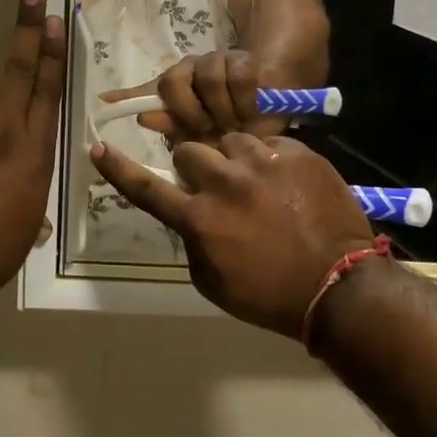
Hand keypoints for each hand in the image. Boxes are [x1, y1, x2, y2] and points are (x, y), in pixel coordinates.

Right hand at [90, 133, 375, 336]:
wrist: (339, 288)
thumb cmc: (270, 295)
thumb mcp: (213, 283)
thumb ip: (192, 242)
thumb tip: (189, 216)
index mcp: (200, 219)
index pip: (147, 189)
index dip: (118, 169)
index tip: (97, 147)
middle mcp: (225, 183)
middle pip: (190, 150)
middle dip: (196, 166)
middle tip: (215, 185)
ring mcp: (262, 164)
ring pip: (231, 141)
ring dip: (234, 159)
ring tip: (256, 183)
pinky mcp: (294, 154)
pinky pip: (268, 144)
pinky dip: (269, 160)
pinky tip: (285, 184)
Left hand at [98, 49, 281, 142]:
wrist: (267, 106)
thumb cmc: (224, 123)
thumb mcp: (193, 130)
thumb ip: (163, 119)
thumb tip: (118, 107)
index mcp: (176, 81)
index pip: (155, 88)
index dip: (142, 102)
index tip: (131, 115)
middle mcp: (192, 67)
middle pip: (174, 81)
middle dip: (188, 112)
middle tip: (204, 130)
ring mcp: (218, 61)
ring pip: (207, 78)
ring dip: (220, 109)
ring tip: (231, 125)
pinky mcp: (245, 61)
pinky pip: (239, 77)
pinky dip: (243, 101)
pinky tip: (248, 114)